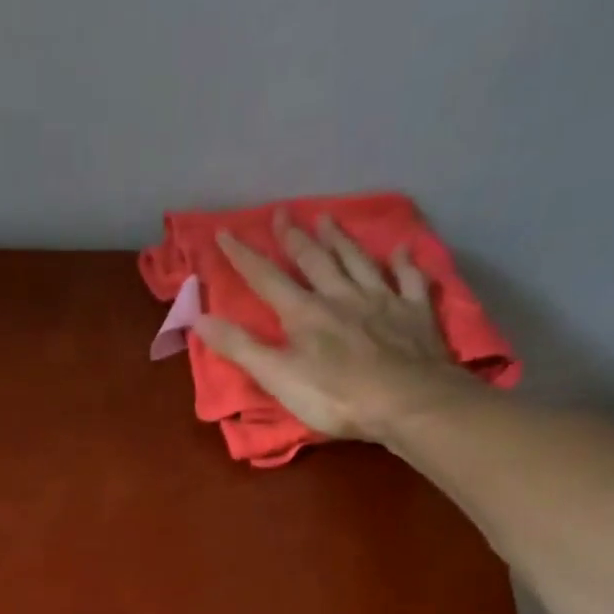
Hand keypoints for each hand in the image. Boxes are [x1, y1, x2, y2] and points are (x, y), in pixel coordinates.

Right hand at [194, 211, 474, 442]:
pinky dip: (404, 263)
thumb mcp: (277, 377)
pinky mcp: (414, 313)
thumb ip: (240, 348)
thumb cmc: (335, 396)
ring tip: (328, 219)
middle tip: (283, 212)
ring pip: (357, 261)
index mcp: (305, 314)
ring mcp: (382, 301)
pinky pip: (409, 280)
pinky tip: (402, 249)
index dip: (244, 256)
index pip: (267, 279)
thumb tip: (198, 319)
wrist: (406, 401)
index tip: (225, 232)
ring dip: (341, 240)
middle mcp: (341, 296)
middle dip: (295, 238)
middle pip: (314, 261)